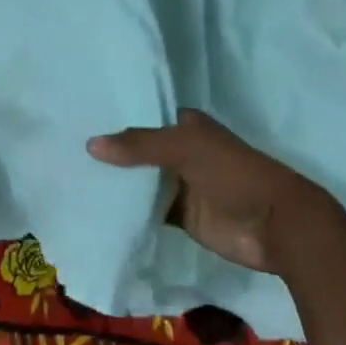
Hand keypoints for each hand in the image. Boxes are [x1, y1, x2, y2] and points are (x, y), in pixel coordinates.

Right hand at [87, 110, 329, 272]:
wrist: (277, 226)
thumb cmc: (235, 174)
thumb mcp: (186, 149)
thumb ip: (140, 145)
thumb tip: (91, 144)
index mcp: (188, 127)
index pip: (144, 118)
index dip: (117, 120)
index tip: (79, 119)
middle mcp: (183, 153)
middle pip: (140, 152)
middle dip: (112, 153)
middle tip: (67, 150)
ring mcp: (183, 186)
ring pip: (143, 182)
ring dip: (118, 184)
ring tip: (74, 178)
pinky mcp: (184, 218)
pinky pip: (150, 212)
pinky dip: (130, 212)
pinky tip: (99, 209)